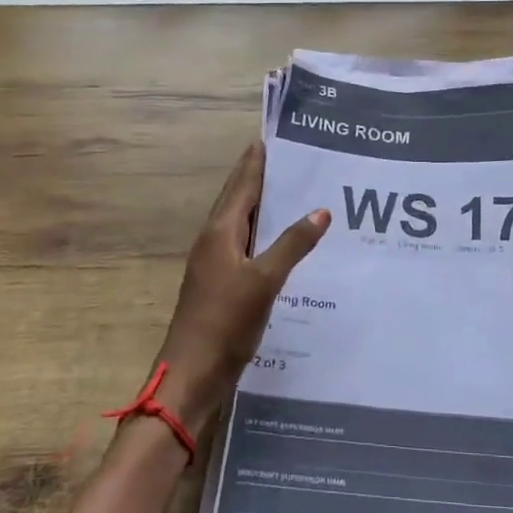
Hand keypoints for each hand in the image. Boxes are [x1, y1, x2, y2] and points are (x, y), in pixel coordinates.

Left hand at [153, 143, 329, 433]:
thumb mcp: (264, 280)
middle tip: (291, 160)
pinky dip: (264, 235)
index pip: (242, 184)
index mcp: (220, 231)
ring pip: (242, 224)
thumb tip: (321, 210)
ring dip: (264, 206)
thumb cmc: (225, 322)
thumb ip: (292, 244)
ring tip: (294, 193)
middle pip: (239, 199)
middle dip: (260, 178)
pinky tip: (284, 243)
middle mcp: (214, 240)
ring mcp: (215, 264)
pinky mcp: (221, 285)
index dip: (257, 161)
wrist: (192, 375)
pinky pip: (246, 246)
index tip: (273, 138)